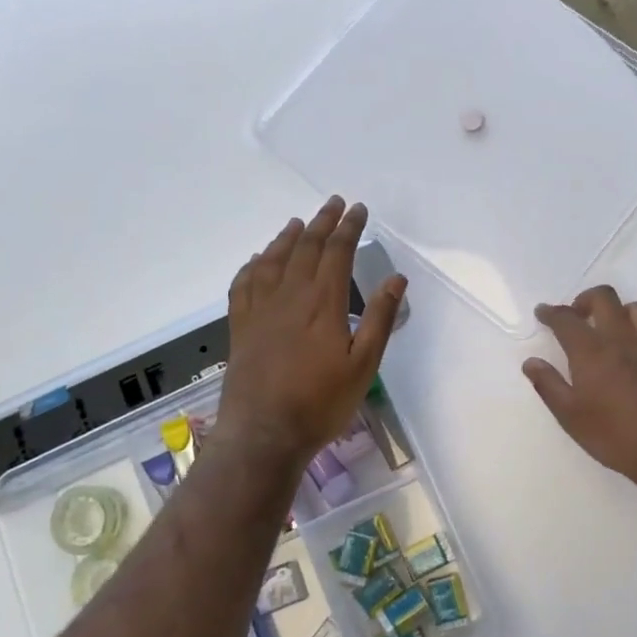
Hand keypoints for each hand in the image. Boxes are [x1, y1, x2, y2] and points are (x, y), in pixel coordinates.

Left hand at [215, 198, 406, 471]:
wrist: (264, 433)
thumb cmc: (321, 402)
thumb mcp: (363, 365)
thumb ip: (379, 318)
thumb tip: (396, 278)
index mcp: (323, 303)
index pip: (337, 252)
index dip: (349, 227)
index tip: (358, 209)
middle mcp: (289, 296)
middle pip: (306, 248)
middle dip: (322, 222)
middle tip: (333, 204)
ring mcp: (260, 310)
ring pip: (273, 261)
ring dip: (287, 238)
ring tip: (297, 223)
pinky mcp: (240, 327)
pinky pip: (244, 284)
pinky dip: (253, 265)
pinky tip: (257, 260)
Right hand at [523, 286, 636, 501]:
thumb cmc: (615, 437)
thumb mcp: (571, 417)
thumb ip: (548, 385)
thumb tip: (531, 361)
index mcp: (592, 351)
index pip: (566, 319)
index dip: (551, 312)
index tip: (543, 312)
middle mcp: (623, 339)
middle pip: (605, 298)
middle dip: (586, 300)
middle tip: (578, 316)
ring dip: (623, 313)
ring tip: (614, 330)